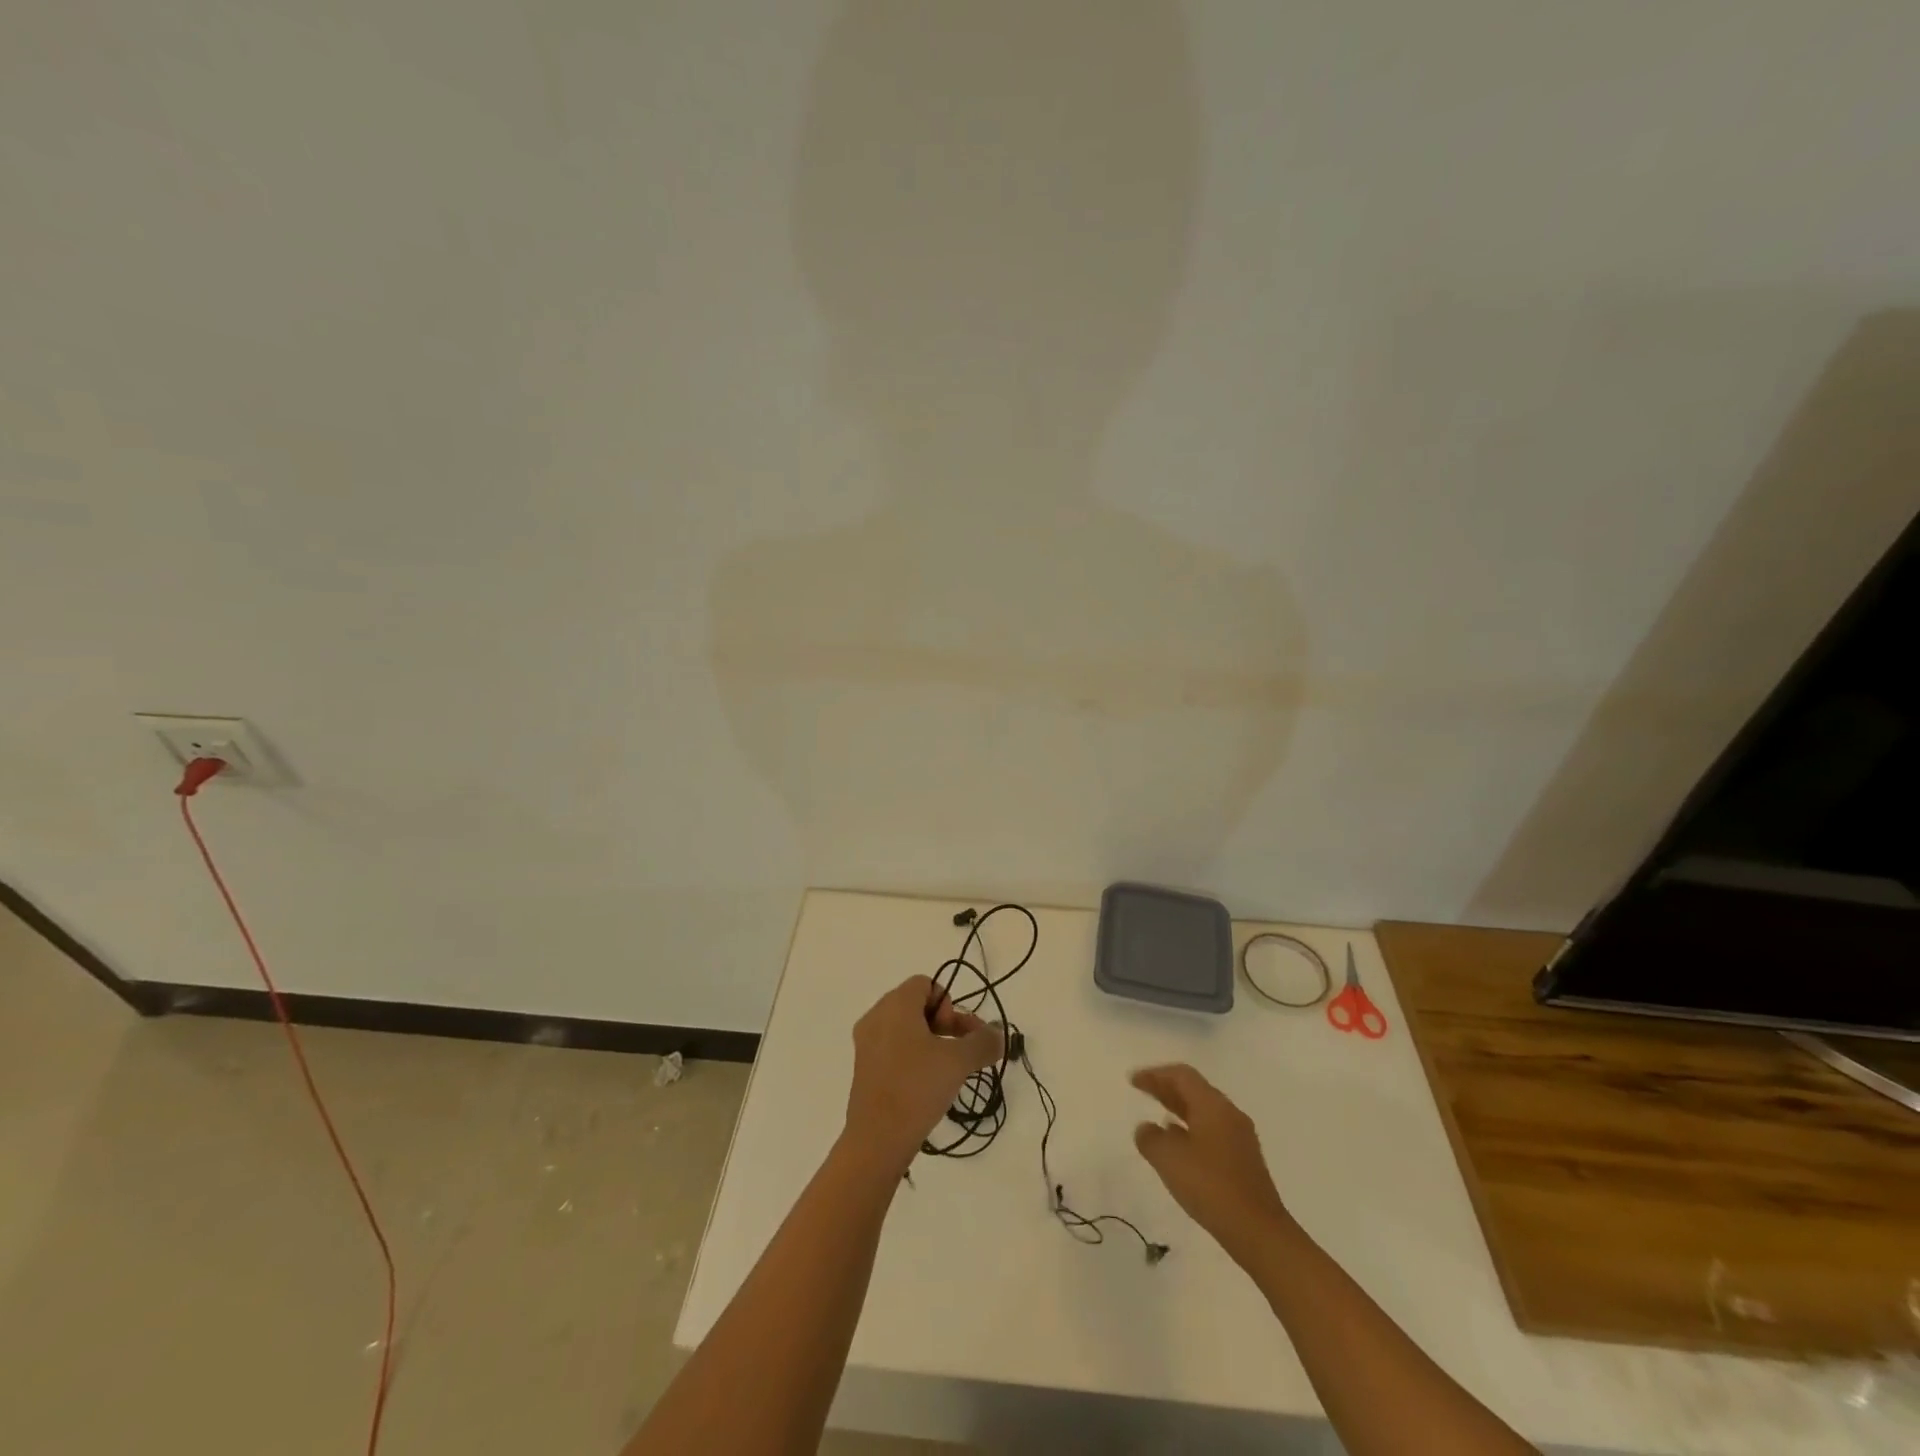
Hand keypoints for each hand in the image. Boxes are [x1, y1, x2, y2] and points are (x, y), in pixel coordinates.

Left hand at [844, 976, 1003, 1175]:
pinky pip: (892, 1048)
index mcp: (895, 1004)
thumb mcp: (958, 1061)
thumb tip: (998, 1034)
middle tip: (958, 1053)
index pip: (926, 984)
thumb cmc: (917, 1088)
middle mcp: (876, 1016)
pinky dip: (912, 1057)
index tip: (956, 1034)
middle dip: (944, 1024)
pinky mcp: (864, 1068)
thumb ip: (982, 1042)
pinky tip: (925, 1085)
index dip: (948, 1004)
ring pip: (905, 1028)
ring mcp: (866, 1043)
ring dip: (930, 1042)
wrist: (877, 1139)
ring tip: (945, 1071)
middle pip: (916, 1004)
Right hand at [1132, 1063, 1290, 1260]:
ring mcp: (1240, 1137)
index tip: (1133, 1080)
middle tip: (1142, 1090)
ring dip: (1179, 1108)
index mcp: (1213, 1105)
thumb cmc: (1211, 1187)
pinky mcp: (1244, 1160)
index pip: (1181, 1076)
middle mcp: (1229, 1114)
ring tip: (1158, 1115)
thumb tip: (1146, 1128)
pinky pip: (1212, 1130)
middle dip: (1166, 1088)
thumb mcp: (1169, 1159)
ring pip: (1204, 1111)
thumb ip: (1151, 1138)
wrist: (1259, 1232)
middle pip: (1194, 1090)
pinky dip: (1191, 1128)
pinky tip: (1180, 1145)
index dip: (1155, 1074)